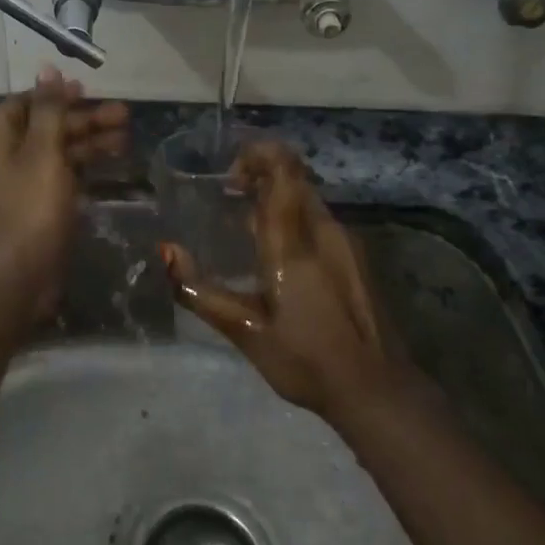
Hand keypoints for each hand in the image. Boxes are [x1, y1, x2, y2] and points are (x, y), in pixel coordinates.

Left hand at [0, 68, 129, 315]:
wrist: (22, 273)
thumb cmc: (31, 205)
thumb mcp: (43, 150)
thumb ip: (49, 110)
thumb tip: (47, 68)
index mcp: (0, 139)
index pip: (24, 104)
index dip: (53, 94)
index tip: (85, 91)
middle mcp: (10, 158)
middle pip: (48, 127)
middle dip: (84, 119)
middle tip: (124, 114)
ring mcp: (27, 185)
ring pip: (61, 153)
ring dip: (91, 142)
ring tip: (127, 138)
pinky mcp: (43, 208)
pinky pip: (67, 177)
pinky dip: (88, 168)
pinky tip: (114, 164)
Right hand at [162, 141, 400, 420]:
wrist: (378, 390)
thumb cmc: (306, 360)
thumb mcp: (245, 331)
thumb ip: (200, 290)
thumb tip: (166, 251)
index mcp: (295, 242)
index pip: (283, 170)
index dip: (258, 154)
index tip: (229, 174)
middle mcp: (325, 231)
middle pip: (295, 178)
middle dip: (261, 175)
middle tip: (230, 196)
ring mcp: (347, 243)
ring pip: (308, 200)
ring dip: (277, 199)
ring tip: (247, 227)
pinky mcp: (358, 259)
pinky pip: (320, 221)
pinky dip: (294, 219)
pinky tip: (279, 256)